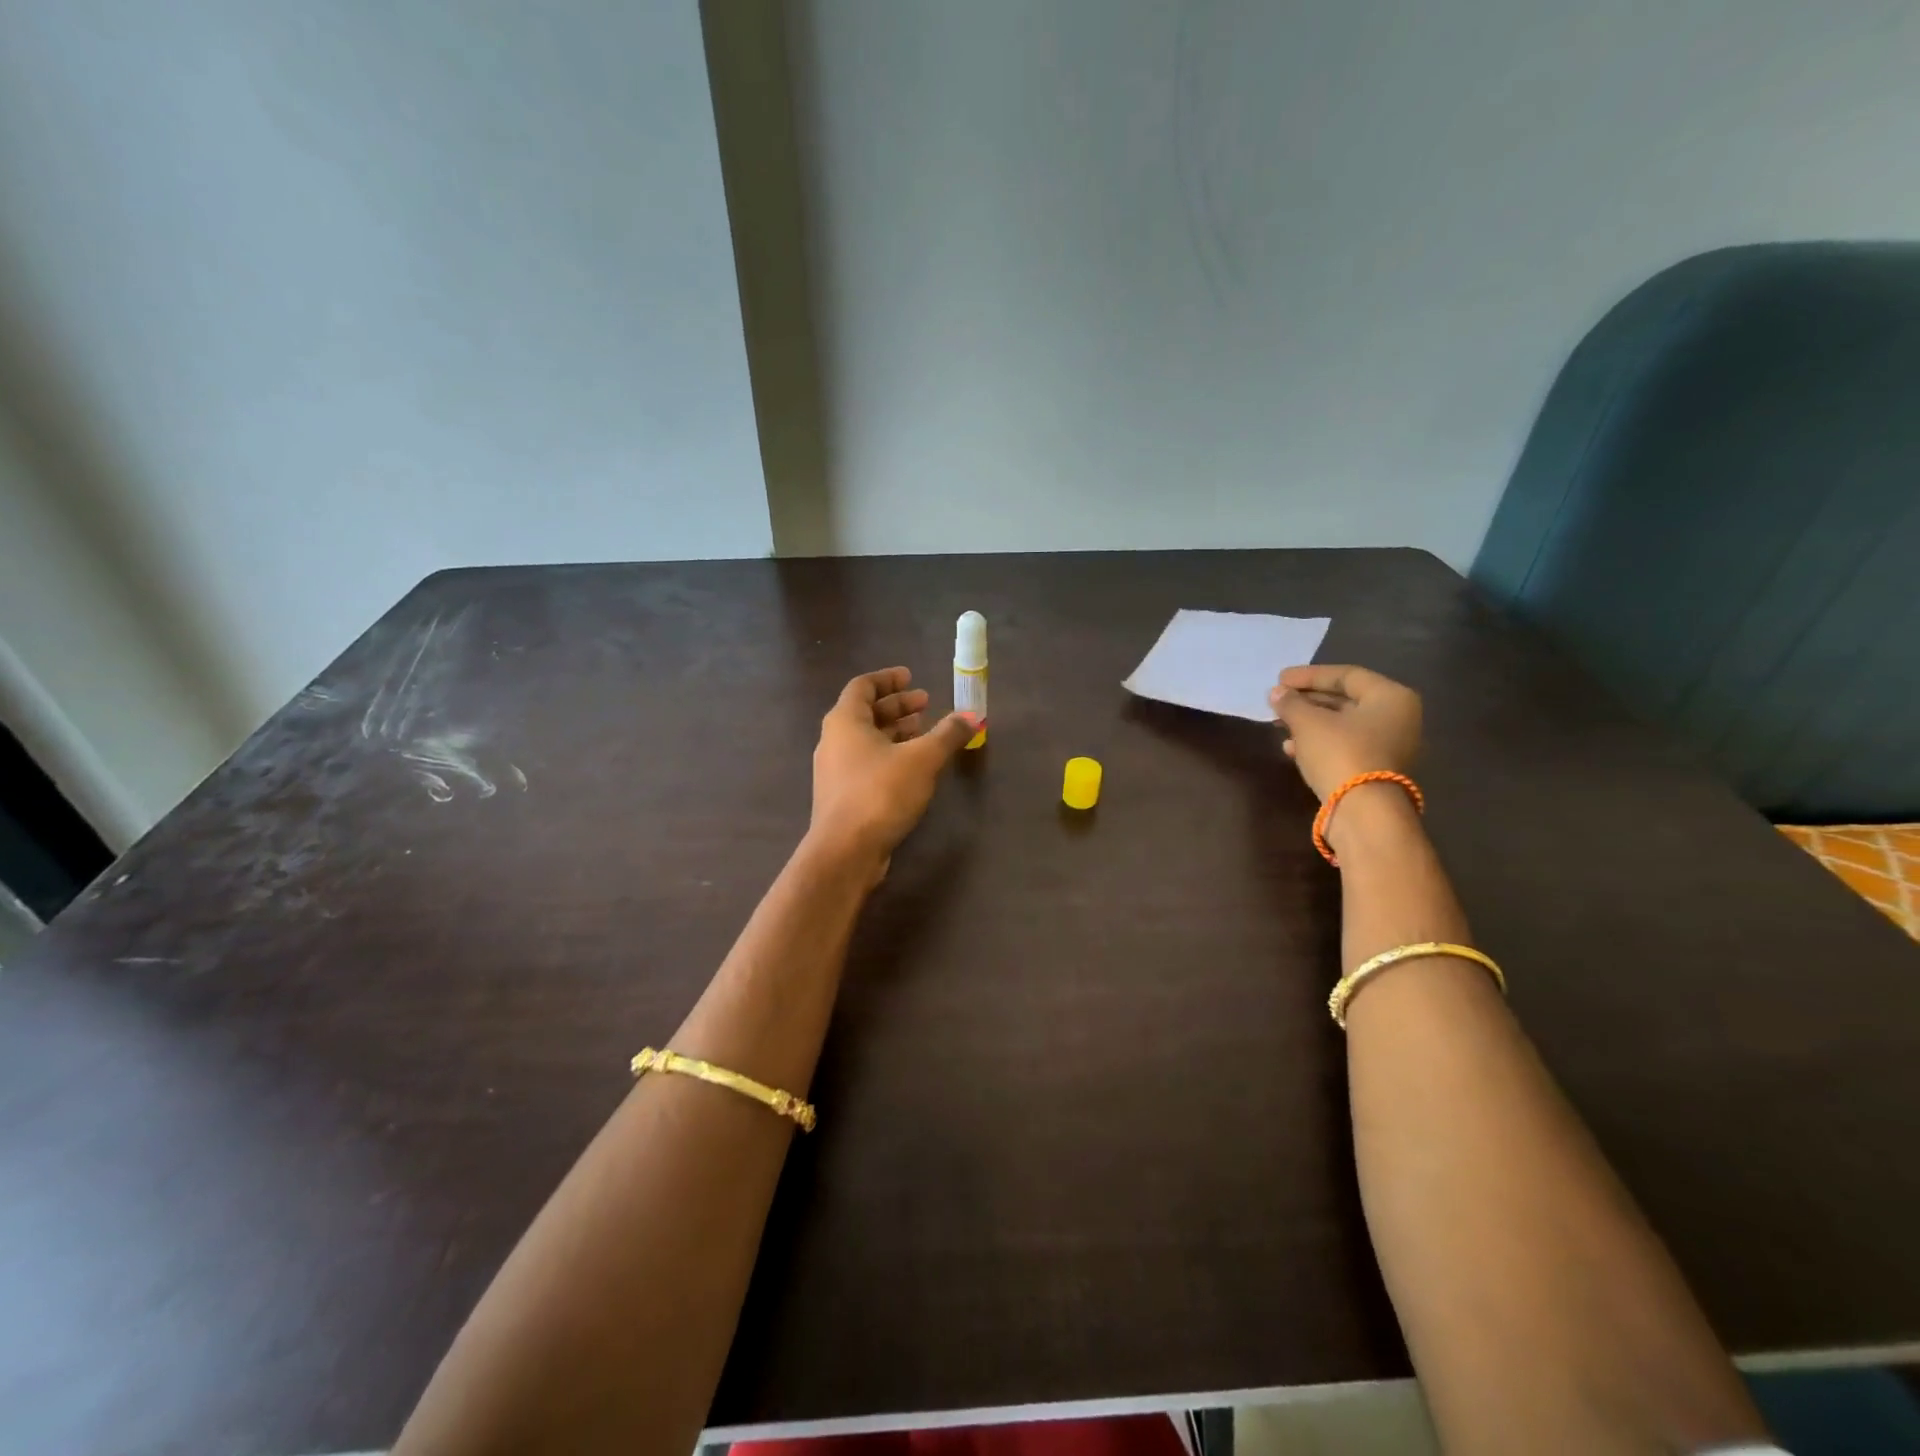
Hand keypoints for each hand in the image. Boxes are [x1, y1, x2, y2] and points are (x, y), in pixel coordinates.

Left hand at [808, 668, 978, 872]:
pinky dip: (889, 755)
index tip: (912, 677)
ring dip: (895, 732)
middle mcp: (833, 740)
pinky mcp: (842, 796)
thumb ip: (948, 734)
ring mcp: (834, 770)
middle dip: (897, 706)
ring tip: (925, 733)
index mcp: (845, 721)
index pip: (863, 686)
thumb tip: (973, 716)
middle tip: (926, 703)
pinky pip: (866, 763)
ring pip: (866, 740)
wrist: (845, 851)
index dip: (888, 679)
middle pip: (865, 712)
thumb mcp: (923, 759)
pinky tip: (912, 768)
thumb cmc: (881, 793)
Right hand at [1269, 664, 1422, 801]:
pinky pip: (1344, 746)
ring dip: (1309, 722)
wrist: (1362, 811)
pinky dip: (1318, 742)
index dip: (1309, 675)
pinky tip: (1291, 747)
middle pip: (1345, 700)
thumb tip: (1276, 693)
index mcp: (1390, 697)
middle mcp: (1396, 718)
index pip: (1346, 675)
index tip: (1279, 679)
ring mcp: (1389, 746)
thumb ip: (1291, 703)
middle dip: (1308, 700)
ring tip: (1279, 723)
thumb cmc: (1340, 753)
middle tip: (1278, 700)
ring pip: (1342, 725)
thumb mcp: (1308, 723)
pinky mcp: (1375, 770)